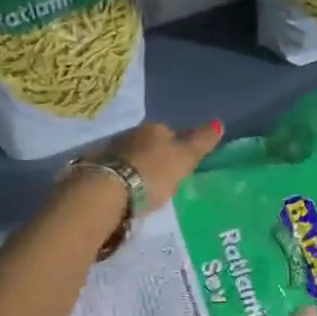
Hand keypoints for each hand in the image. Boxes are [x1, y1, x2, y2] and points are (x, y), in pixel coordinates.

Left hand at [106, 119, 223, 208]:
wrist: (108, 191)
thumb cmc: (154, 173)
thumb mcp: (184, 159)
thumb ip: (201, 142)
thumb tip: (219, 123)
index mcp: (155, 128)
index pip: (172, 133)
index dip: (179, 147)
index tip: (182, 163)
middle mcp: (132, 133)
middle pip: (150, 143)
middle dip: (156, 156)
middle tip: (165, 176)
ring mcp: (112, 150)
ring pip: (132, 155)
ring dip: (138, 166)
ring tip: (146, 185)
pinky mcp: (97, 168)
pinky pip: (117, 170)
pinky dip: (123, 177)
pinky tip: (127, 189)